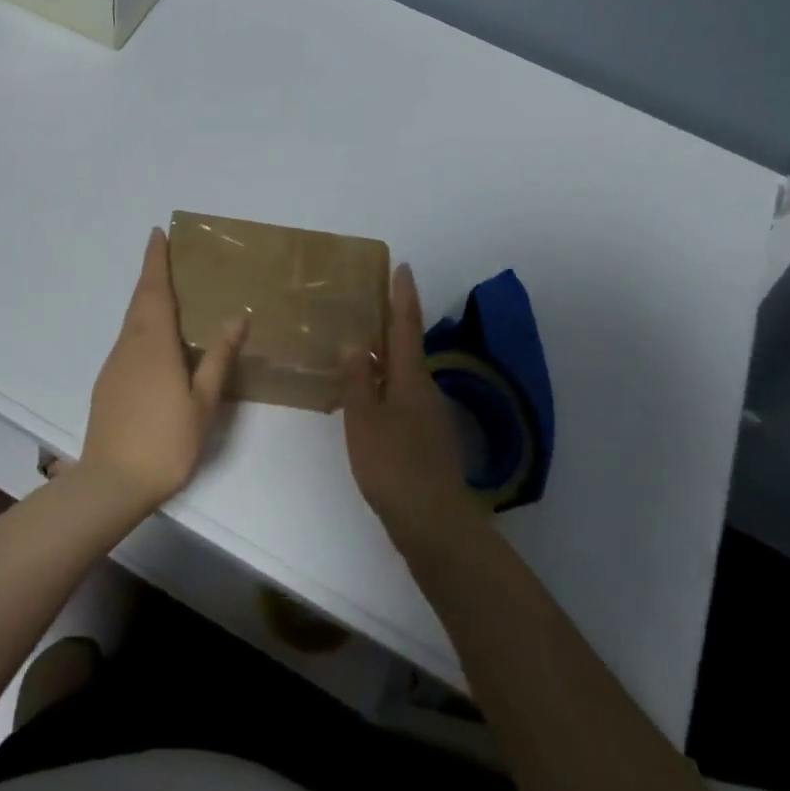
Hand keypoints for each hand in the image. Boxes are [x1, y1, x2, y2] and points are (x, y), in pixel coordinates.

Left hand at [81, 228, 246, 514]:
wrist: (111, 482)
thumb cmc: (165, 441)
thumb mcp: (202, 402)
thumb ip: (218, 358)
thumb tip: (237, 317)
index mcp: (154, 343)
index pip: (155, 290)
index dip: (155, 260)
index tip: (157, 234)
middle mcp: (129, 345)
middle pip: (140, 300)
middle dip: (151, 274)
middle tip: (164, 255)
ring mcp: (114, 364)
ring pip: (131, 321)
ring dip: (146, 300)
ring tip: (167, 293)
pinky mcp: (107, 383)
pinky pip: (127, 341)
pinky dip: (141, 325)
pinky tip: (155, 342)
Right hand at [343, 264, 477, 544]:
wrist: (434, 523)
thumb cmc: (394, 465)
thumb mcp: (364, 420)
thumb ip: (357, 381)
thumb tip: (355, 345)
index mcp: (410, 379)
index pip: (406, 326)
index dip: (403, 296)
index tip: (403, 267)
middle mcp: (424, 390)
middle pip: (408, 347)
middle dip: (393, 323)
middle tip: (370, 302)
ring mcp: (428, 416)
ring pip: (404, 374)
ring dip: (386, 356)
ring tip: (359, 346)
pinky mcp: (425, 439)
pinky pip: (402, 396)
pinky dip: (385, 385)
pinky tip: (367, 397)